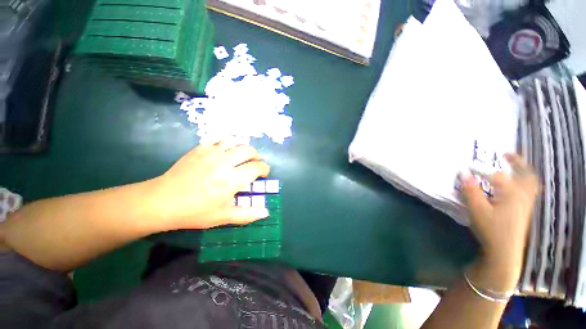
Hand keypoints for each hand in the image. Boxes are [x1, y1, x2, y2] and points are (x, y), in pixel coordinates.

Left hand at [150, 143, 270, 229]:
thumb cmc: (195, 211)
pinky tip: (227, 150)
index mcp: (232, 179)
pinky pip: (219, 139)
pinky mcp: (200, 148)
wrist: (162, 201)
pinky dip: (228, 142)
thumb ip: (248, 214)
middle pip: (249, 151)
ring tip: (244, 155)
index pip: (256, 167)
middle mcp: (225, 162)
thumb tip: (267, 212)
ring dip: (244, 147)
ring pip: (236, 141)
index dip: (264, 169)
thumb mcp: (224, 217)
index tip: (264, 173)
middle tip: (255, 163)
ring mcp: (211, 153)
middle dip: (257, 156)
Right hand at [461, 154, 538, 291]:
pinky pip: (529, 191)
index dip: (481, 169)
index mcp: (511, 193)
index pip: (496, 175)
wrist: (505, 251)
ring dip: (523, 172)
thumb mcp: (477, 209)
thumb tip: (463, 173)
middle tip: (506, 155)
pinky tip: (516, 185)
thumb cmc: (491, 229)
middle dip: (517, 162)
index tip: (467, 167)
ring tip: (513, 166)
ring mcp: (526, 204)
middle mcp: (522, 195)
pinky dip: (524, 183)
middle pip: (525, 174)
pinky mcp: (524, 211)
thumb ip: (470, 190)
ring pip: (530, 183)